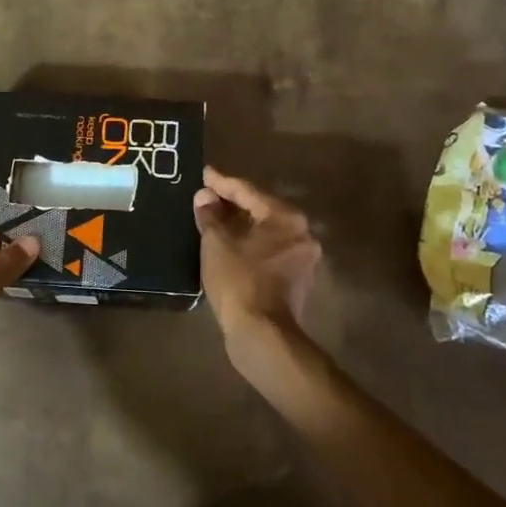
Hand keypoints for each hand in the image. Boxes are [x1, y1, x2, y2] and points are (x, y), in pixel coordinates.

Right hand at [193, 166, 321, 347]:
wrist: (261, 333)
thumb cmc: (239, 280)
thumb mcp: (217, 243)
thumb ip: (210, 215)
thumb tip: (205, 196)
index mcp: (286, 217)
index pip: (248, 191)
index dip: (221, 182)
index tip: (203, 173)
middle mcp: (301, 232)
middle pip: (260, 210)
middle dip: (232, 204)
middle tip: (205, 197)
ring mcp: (302, 258)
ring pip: (265, 232)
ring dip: (240, 226)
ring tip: (212, 220)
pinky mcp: (295, 279)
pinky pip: (268, 251)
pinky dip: (249, 244)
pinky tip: (228, 246)